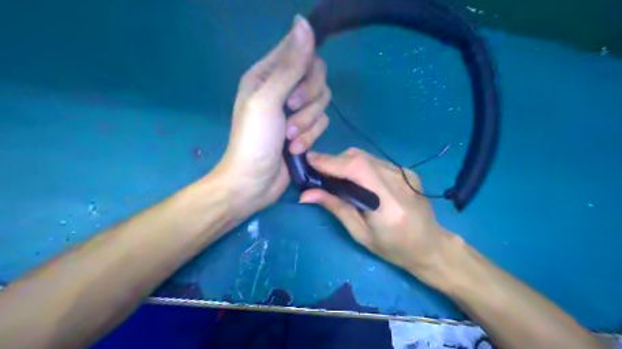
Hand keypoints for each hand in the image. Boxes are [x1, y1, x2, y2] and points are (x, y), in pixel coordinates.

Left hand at [214, 17, 330, 217]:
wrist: (254, 181)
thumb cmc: (253, 139)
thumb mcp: (268, 100)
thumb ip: (289, 66)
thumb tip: (303, 23)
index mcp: (267, 74)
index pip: (299, 51)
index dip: (306, 63)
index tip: (301, 84)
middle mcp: (282, 88)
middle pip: (317, 77)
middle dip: (308, 98)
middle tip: (290, 112)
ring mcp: (295, 110)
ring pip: (322, 102)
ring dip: (307, 123)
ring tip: (289, 137)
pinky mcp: (305, 130)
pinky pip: (322, 123)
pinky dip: (310, 136)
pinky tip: (295, 149)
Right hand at [297, 149, 452, 278]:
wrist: (430, 245)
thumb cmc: (393, 248)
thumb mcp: (360, 233)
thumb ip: (336, 208)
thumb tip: (306, 194)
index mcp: (387, 203)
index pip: (356, 169)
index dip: (330, 161)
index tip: (308, 160)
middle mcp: (398, 180)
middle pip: (359, 157)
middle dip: (334, 160)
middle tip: (318, 171)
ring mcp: (404, 173)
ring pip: (366, 156)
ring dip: (345, 162)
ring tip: (334, 176)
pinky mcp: (407, 171)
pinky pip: (376, 161)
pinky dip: (360, 165)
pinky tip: (356, 179)